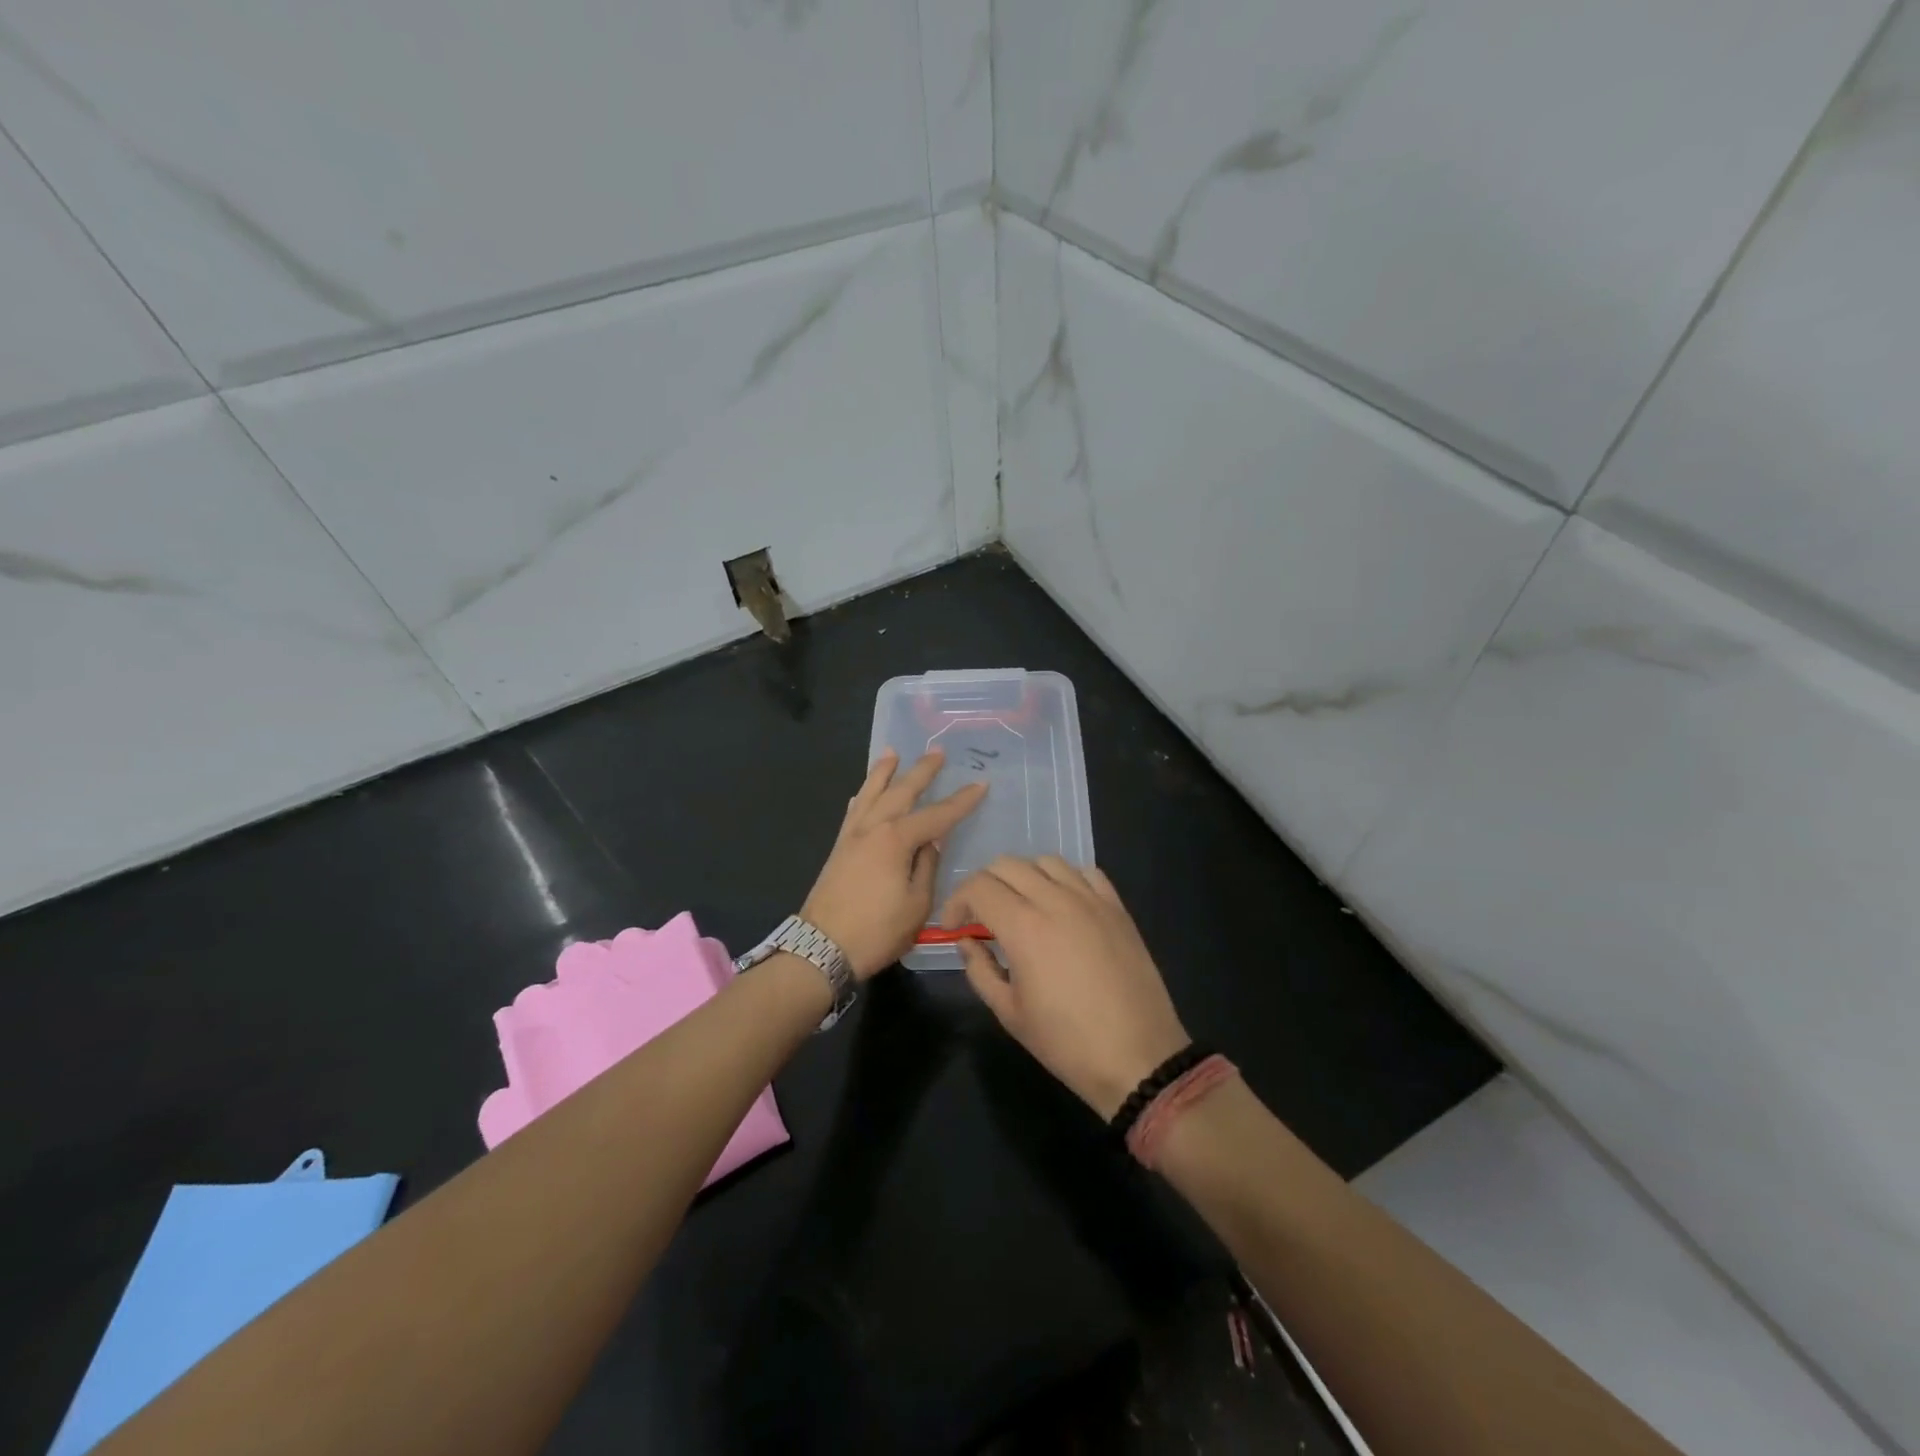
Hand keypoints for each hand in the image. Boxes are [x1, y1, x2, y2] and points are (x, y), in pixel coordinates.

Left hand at [802, 749, 986, 978]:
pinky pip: (853, 812)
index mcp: (896, 839)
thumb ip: (927, 867)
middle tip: (937, 752)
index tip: (981, 784)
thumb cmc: (877, 930)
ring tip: (892, 752)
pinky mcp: (838, 848)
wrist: (822, 948)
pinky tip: (863, 792)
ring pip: (870, 794)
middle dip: (921, 771)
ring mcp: (851, 836)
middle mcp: (873, 828)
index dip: (961, 801)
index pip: (937, 815)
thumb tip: (931, 842)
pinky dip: (861, 797)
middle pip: (901, 792)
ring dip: (883, 772)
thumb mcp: (917, 904)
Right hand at [940, 857, 1188, 1117]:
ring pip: (1046, 861)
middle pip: (1007, 865)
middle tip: (981, 916)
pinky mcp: (1117, 907)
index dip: (956, 902)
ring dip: (1023, 877)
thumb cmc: (1066, 1042)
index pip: (978, 887)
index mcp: (1023, 927)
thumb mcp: (1009, 1013)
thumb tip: (967, 941)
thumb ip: (979, 970)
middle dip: (984, 885)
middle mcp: (1056, 900)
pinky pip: (1085, 873)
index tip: (954, 927)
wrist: (1138, 1057)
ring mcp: (1091, 900)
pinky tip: (1062, 905)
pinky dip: (1064, 879)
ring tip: (1022, 907)